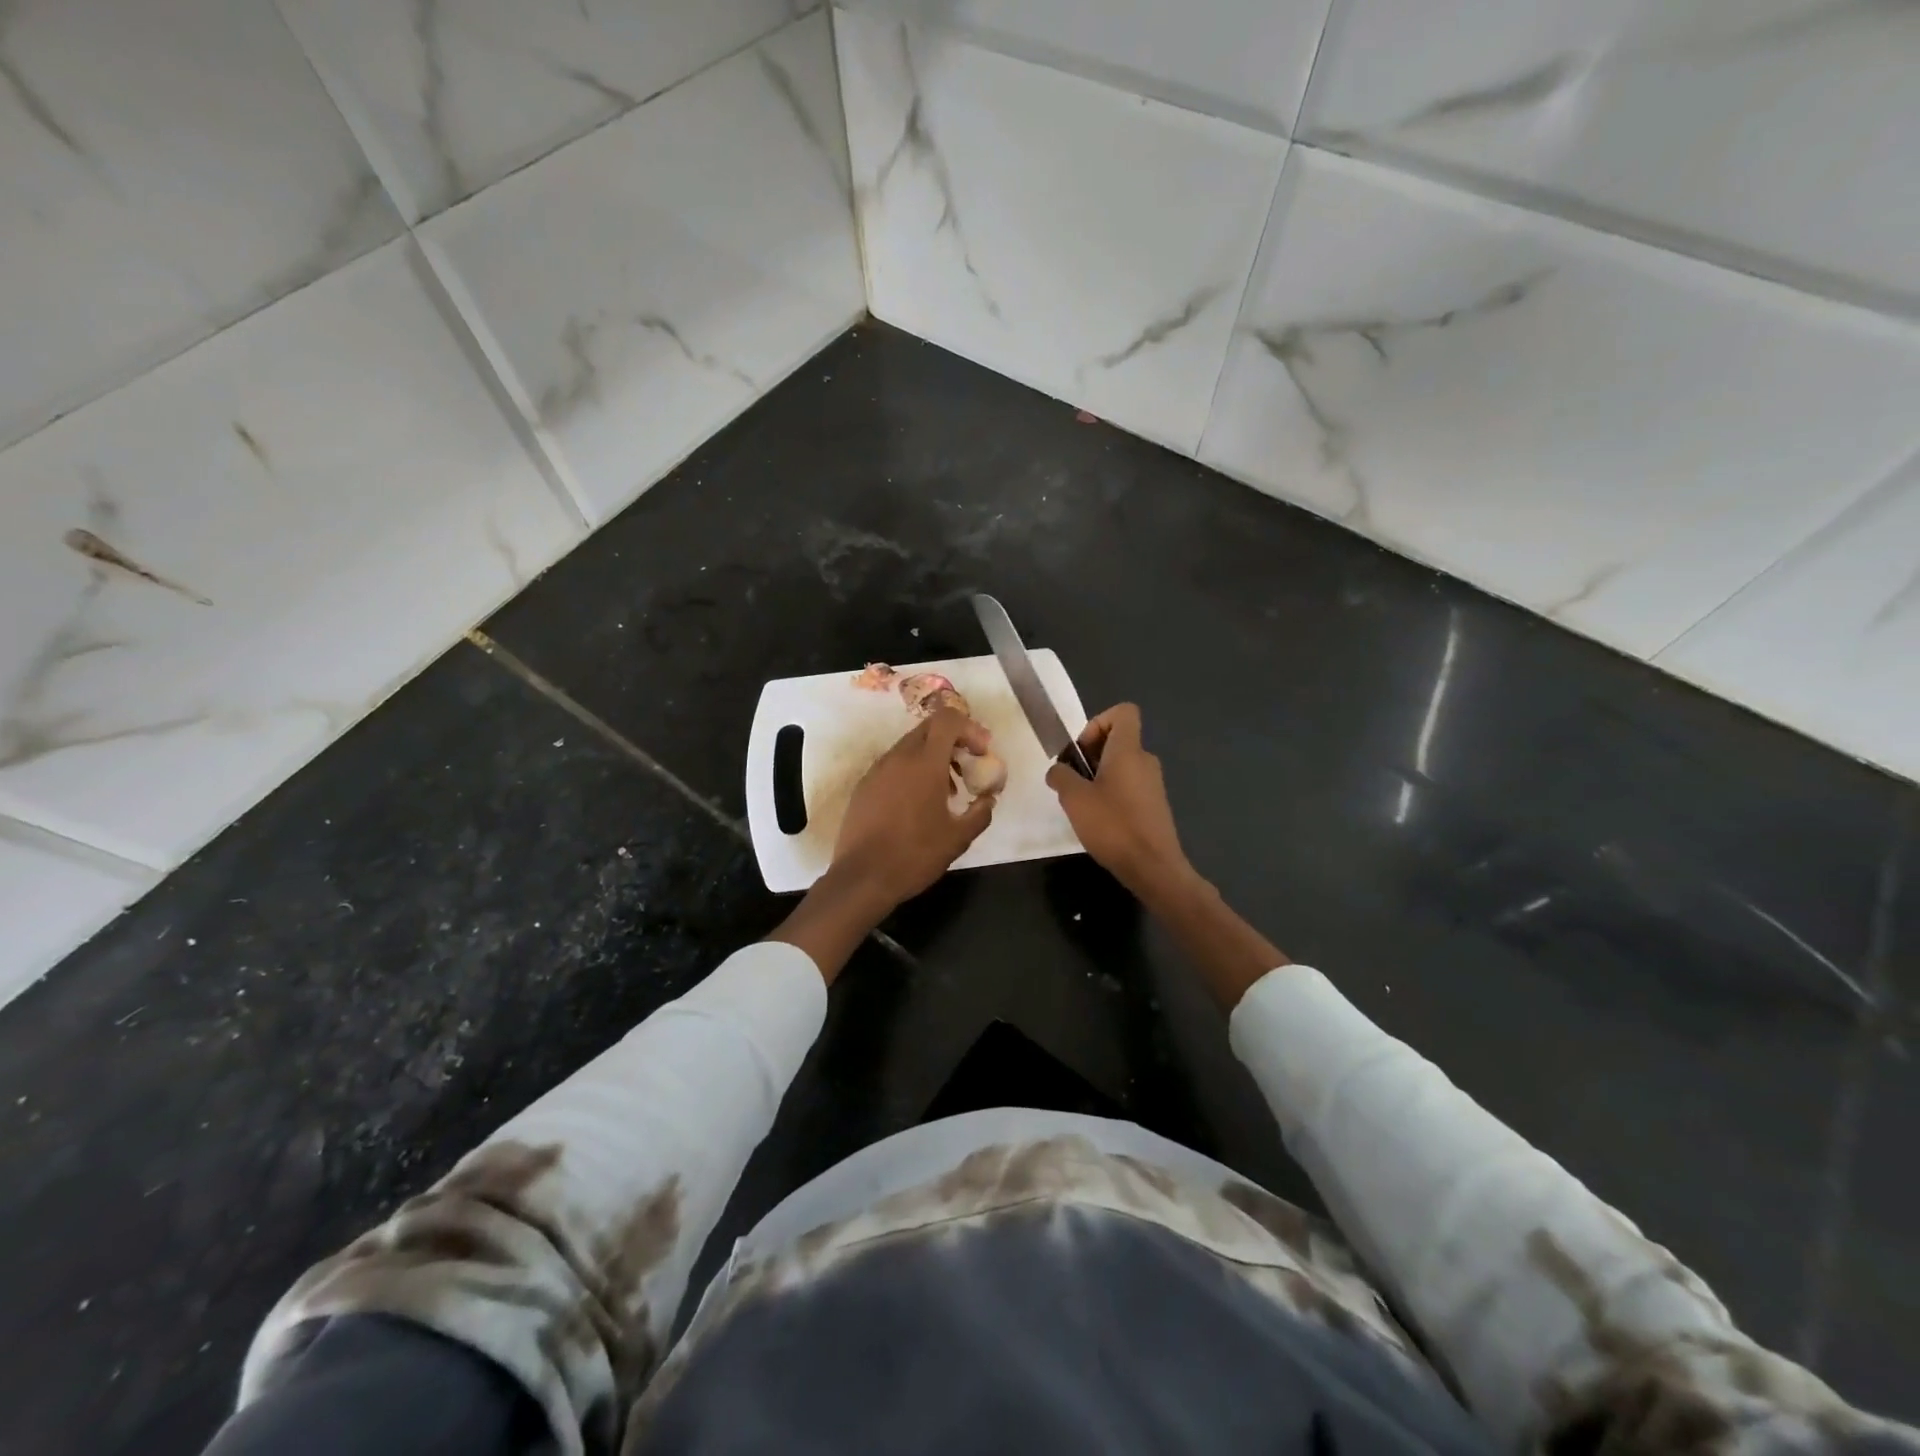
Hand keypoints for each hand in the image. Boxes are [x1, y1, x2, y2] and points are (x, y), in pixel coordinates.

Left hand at [832, 707, 997, 909]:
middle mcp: (899, 757)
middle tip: (967, 767)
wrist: (862, 878)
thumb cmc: (914, 855)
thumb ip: (980, 813)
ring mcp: (877, 770)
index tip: (981, 752)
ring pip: (910, 746)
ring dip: (932, 757)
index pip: (948, 719)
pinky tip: (918, 804)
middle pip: (929, 728)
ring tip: (946, 792)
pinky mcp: (864, 785)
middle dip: (952, 741)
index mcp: (925, 763)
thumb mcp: (958, 838)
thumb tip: (989, 799)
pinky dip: (912, 771)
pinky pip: (893, 765)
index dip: (969, 728)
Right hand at [1047, 703, 1191, 900]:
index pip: (1123, 712)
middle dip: (1091, 754)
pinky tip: (1099, 820)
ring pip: (1122, 765)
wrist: (1153, 867)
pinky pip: (1130, 785)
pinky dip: (1112, 793)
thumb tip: (1058, 770)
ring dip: (1099, 776)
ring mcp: (1153, 784)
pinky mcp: (1154, 805)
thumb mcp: (1074, 798)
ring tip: (1082, 803)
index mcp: (1128, 750)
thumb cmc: (1113, 825)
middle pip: (1118, 740)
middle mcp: (1145, 760)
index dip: (1099, 721)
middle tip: (1073, 780)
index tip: (1082, 749)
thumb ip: (1061, 776)